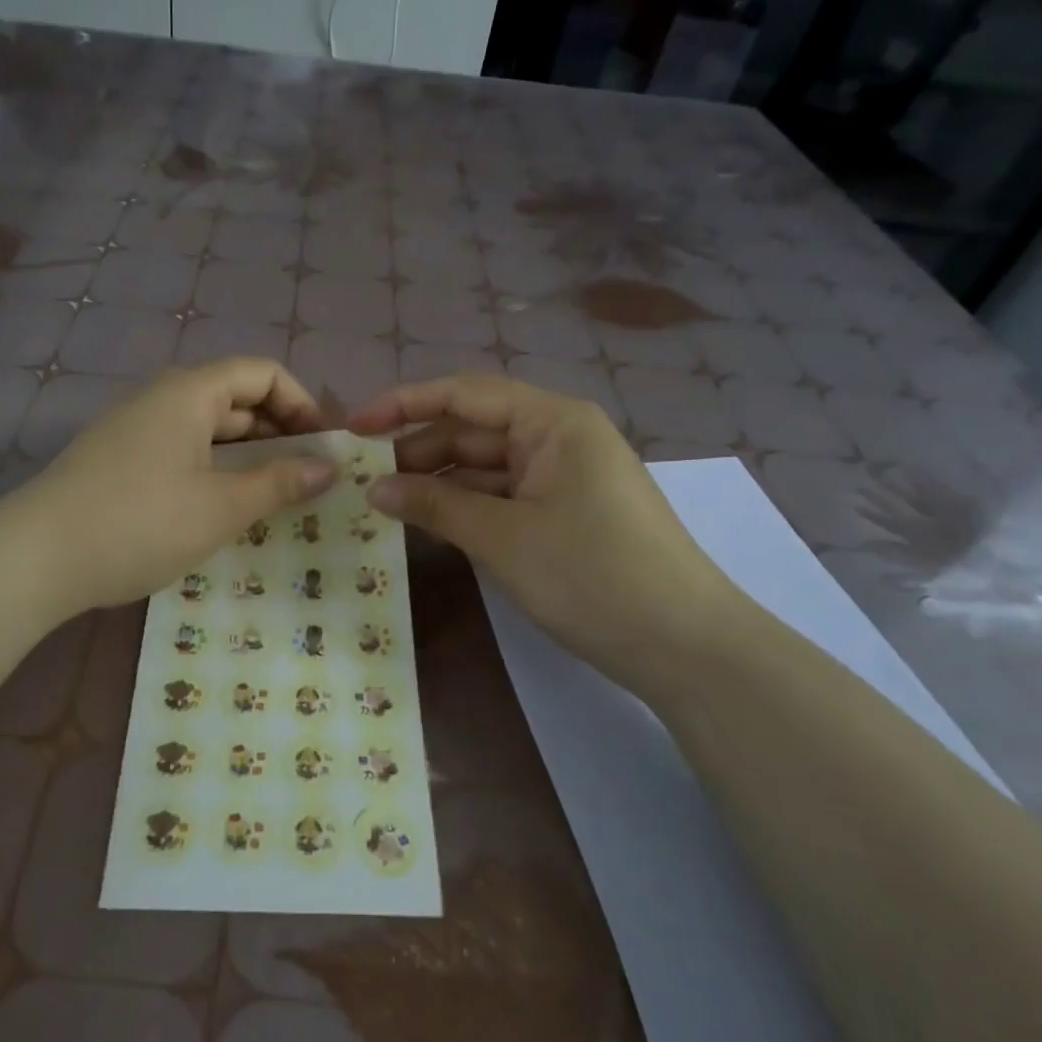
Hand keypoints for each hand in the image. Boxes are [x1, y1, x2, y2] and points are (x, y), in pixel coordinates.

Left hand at [25, 359, 336, 612]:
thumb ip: (279, 483)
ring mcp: (136, 429)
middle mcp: (162, 398)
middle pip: (236, 398)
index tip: (323, 448)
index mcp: (189, 392)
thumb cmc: (141, 523)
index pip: (262, 373)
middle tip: (307, 479)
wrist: (37, 558)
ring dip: (247, 455)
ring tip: (273, 497)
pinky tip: (222, 508)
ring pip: (208, 429)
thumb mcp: (221, 506)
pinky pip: (182, 450)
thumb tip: (328, 468)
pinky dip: (213, 469)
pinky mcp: (119, 460)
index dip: (302, 404)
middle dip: (279, 432)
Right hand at [349, 374, 748, 697]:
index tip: (354, 427)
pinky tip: (431, 523)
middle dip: (418, 450)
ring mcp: (566, 475)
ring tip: (385, 504)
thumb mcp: (503, 537)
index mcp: (552, 421)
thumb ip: (435, 504)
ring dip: (440, 482)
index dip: (403, 404)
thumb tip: (373, 488)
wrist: (687, 647)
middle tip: (362, 480)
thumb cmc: (593, 576)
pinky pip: (505, 495)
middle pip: (473, 429)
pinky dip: (468, 506)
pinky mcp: (568, 511)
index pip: (464, 394)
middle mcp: (559, 436)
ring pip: (487, 465)